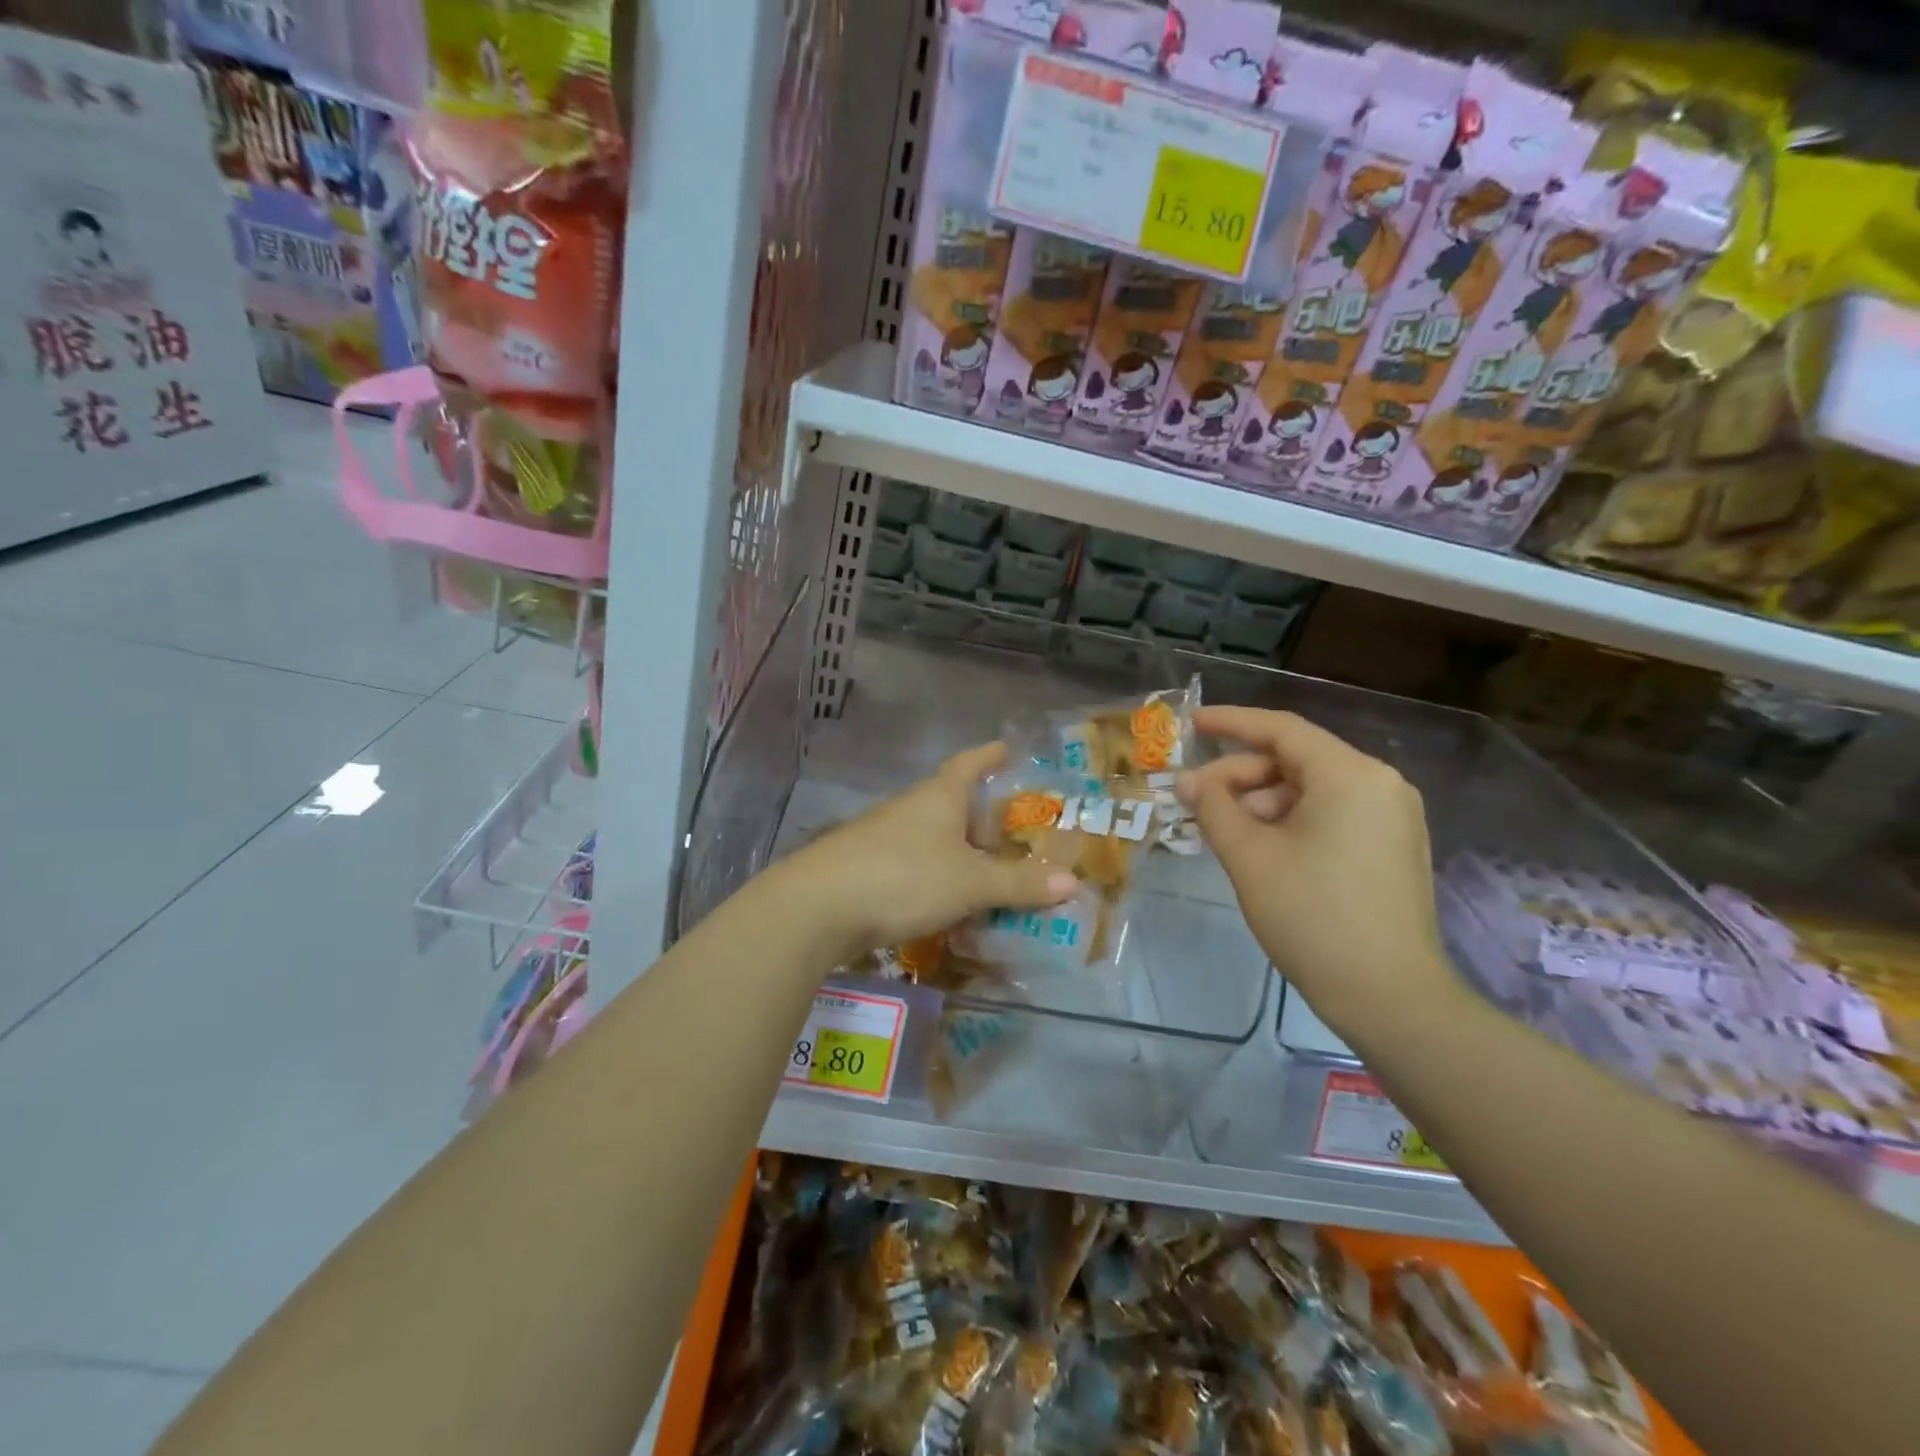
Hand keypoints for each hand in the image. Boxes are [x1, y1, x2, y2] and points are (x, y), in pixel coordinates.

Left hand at [768, 743, 1078, 967]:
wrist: (817, 907)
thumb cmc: (903, 877)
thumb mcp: (970, 882)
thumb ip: (1019, 883)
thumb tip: (1073, 882)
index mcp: (939, 795)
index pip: (971, 762)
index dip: (992, 754)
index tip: (1011, 749)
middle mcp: (912, 808)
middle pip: (956, 804)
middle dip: (986, 820)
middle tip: (1020, 840)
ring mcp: (885, 837)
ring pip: (936, 839)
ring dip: (963, 855)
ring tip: (994, 879)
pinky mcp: (868, 867)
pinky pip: (917, 866)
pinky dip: (940, 879)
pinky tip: (951, 906)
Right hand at [1175, 706, 1460, 1038]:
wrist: (1389, 997)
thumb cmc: (1312, 916)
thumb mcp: (1249, 856)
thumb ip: (1213, 808)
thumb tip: (1188, 781)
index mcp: (1350, 775)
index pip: (1282, 730)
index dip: (1231, 723)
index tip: (1191, 724)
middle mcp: (1379, 784)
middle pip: (1296, 761)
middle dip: (1241, 776)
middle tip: (1195, 800)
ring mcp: (1392, 818)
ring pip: (1311, 790)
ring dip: (1261, 803)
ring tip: (1221, 831)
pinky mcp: (1392, 848)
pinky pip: (1331, 815)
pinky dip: (1289, 821)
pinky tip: (1258, 846)